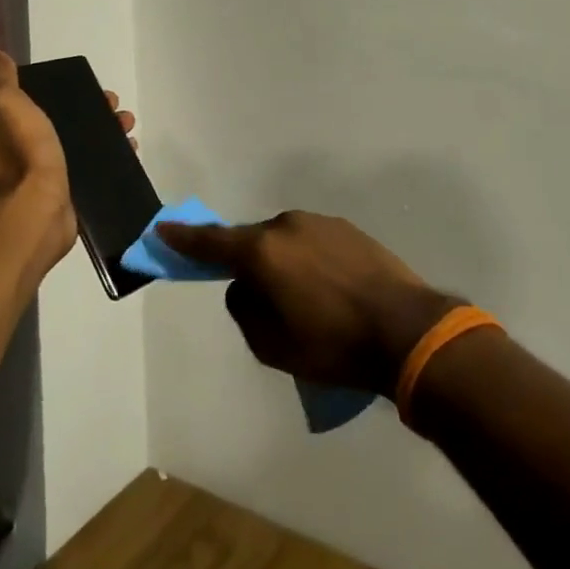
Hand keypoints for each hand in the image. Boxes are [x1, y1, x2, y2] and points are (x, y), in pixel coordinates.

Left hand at [0, 52, 137, 276]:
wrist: (37, 205)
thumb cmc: (21, 148)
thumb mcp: (3, 102)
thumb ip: (0, 79)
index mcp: (13, 125)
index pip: (42, 100)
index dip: (67, 89)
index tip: (90, 83)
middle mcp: (30, 147)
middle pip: (70, 121)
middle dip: (96, 110)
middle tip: (116, 106)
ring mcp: (53, 171)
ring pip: (87, 143)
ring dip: (110, 131)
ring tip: (129, 126)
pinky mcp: (74, 191)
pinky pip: (98, 168)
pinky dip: (115, 157)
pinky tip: (131, 150)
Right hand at [157, 212, 460, 395]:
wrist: (405, 328)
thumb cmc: (332, 345)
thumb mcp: (271, 346)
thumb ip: (244, 310)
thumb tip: (244, 288)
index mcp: (262, 250)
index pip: (212, 242)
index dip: (185, 238)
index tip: (164, 228)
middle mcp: (287, 225)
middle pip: (253, 242)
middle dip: (248, 264)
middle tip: (260, 298)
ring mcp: (320, 223)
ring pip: (285, 242)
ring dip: (283, 264)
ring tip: (305, 301)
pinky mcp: (347, 229)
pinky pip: (313, 242)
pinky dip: (309, 262)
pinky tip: (329, 290)